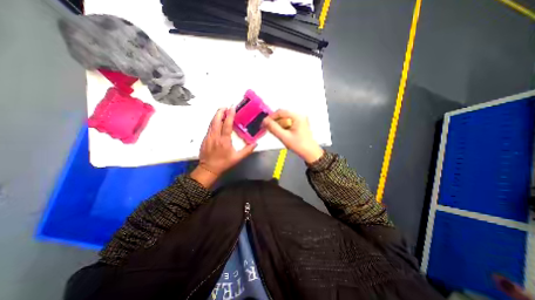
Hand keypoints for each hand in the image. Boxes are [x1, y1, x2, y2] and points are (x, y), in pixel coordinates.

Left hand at [191, 108, 257, 187]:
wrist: (208, 169)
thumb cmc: (224, 163)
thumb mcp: (237, 158)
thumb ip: (247, 150)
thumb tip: (255, 144)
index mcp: (224, 141)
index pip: (226, 125)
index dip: (229, 115)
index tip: (232, 108)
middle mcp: (215, 137)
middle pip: (216, 120)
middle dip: (220, 112)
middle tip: (225, 106)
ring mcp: (208, 137)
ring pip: (211, 123)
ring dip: (216, 115)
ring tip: (221, 110)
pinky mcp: (205, 139)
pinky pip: (209, 127)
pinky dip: (213, 122)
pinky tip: (217, 121)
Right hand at [263, 109, 323, 162]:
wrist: (310, 153)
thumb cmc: (299, 145)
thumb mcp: (284, 137)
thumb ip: (273, 128)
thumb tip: (265, 121)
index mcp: (297, 117)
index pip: (281, 112)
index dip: (271, 117)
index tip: (265, 123)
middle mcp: (299, 116)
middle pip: (283, 115)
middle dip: (275, 122)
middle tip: (268, 128)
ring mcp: (300, 120)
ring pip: (285, 119)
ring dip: (278, 125)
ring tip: (275, 133)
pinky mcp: (299, 125)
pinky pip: (288, 123)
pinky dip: (283, 127)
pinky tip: (281, 134)